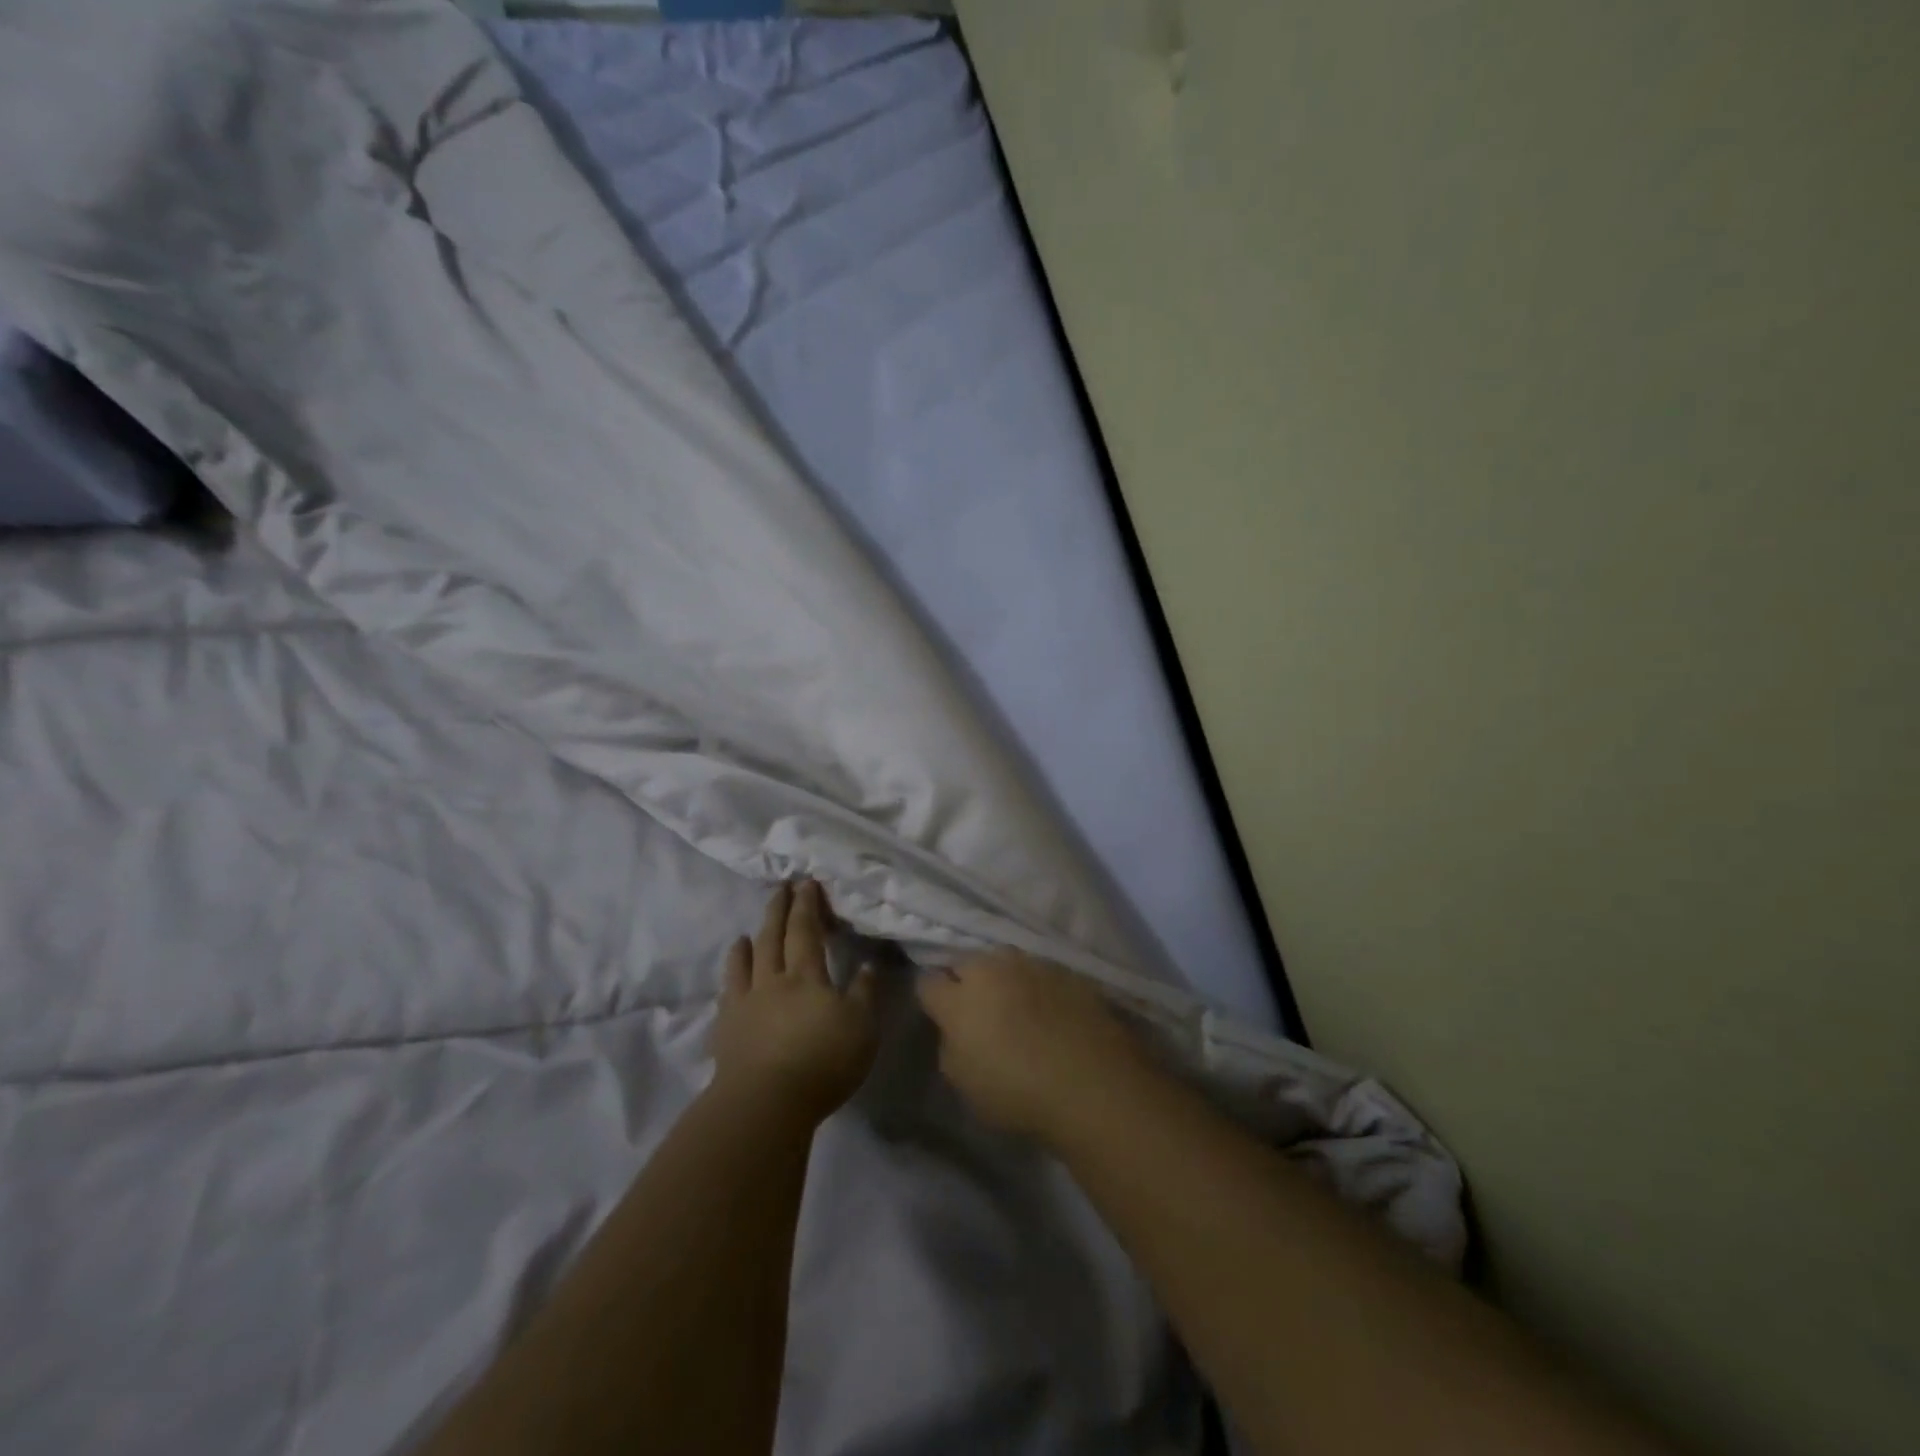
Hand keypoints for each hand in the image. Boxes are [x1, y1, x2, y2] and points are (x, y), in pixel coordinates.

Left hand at [711, 881, 878, 1123]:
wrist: (765, 1102)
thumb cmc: (822, 1061)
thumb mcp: (861, 1027)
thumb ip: (865, 994)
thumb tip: (869, 965)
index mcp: (806, 976)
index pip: (805, 931)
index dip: (806, 905)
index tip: (806, 883)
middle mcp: (772, 981)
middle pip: (773, 938)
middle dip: (778, 911)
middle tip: (780, 889)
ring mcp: (745, 1005)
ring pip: (745, 964)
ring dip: (748, 944)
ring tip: (746, 933)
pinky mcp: (726, 1031)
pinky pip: (727, 996)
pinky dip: (730, 980)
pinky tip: (731, 981)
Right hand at [917, 949, 1145, 1142]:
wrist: (1094, 1084)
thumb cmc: (1018, 1095)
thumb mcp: (965, 1085)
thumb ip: (951, 1047)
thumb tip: (955, 1030)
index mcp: (958, 998)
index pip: (928, 982)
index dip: (932, 998)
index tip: (940, 1015)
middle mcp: (991, 969)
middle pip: (966, 962)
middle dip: (966, 980)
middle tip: (978, 1010)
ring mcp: (1031, 964)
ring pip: (1004, 961)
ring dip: (1003, 978)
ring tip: (1016, 1005)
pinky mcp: (1066, 969)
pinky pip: (1040, 971)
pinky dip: (1038, 985)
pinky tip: (1050, 1009)